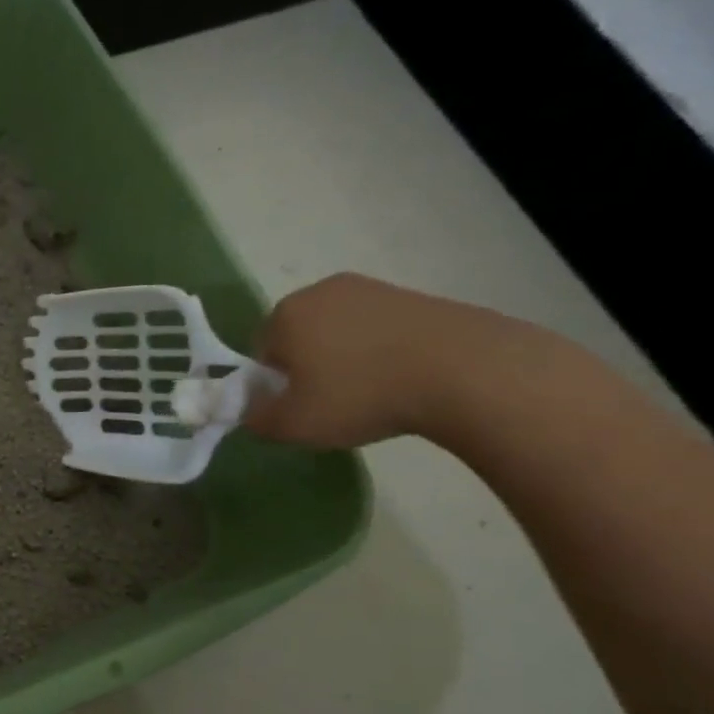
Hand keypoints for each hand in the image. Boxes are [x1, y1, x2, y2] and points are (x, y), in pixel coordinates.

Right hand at [245, 273, 548, 448]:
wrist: (463, 371)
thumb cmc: (359, 395)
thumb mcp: (291, 425)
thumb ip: (256, 418)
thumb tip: (249, 410)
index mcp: (284, 314)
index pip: (260, 353)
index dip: (273, 386)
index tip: (296, 409)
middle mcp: (321, 291)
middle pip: (299, 338)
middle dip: (308, 368)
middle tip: (330, 404)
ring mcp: (372, 289)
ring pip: (340, 333)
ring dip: (346, 361)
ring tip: (371, 395)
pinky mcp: (415, 297)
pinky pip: (379, 331)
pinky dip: (382, 354)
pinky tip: (401, 381)